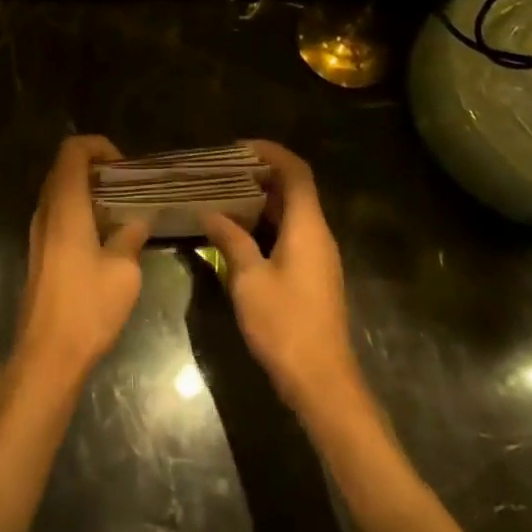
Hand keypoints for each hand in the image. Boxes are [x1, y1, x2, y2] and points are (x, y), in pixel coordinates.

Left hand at [12, 135, 149, 389]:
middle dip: (97, 167)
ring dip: (89, 190)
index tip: (125, 167)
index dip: (99, 146)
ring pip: (60, 191)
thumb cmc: (87, 307)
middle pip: (65, 167)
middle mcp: (46, 210)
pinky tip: (106, 235)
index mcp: (65, 204)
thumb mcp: (123, 270)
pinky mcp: (39, 251)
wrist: (47, 354)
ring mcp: (38, 231)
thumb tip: (140, 218)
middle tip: (128, 185)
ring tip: (122, 208)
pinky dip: (80, 210)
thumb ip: (131, 235)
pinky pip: (58, 213)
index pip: (73, 150)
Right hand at [201, 140, 362, 417]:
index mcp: (308, 227)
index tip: (239, 148)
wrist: (322, 383)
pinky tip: (236, 233)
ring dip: (260, 201)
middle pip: (294, 190)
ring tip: (223, 196)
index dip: (271, 153)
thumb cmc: (285, 325)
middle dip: (260, 175)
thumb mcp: (248, 280)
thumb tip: (210, 212)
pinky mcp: (312, 276)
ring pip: (291, 214)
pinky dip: (265, 224)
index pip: (296, 172)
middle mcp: (317, 235)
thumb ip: (230, 240)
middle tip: (223, 171)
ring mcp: (317, 257)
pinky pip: (289, 235)